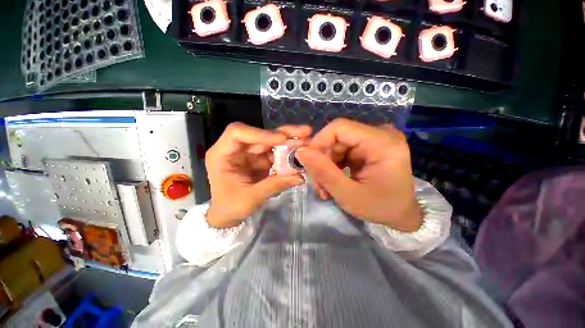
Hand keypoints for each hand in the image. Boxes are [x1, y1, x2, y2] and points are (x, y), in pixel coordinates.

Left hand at [205, 123, 311, 227]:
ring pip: (271, 142)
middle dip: (283, 133)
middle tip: (305, 131)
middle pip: (260, 135)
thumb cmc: (230, 207)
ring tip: (308, 139)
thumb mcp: (250, 198)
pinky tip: (301, 152)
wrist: (227, 214)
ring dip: (289, 141)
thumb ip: (274, 185)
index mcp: (222, 154)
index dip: (261, 134)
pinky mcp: (260, 159)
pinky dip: (288, 154)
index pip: (238, 133)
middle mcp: (236, 149)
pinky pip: (276, 153)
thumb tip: (300, 177)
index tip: (282, 140)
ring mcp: (249, 153)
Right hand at [295, 119, 421, 230]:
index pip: (339, 127)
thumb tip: (301, 151)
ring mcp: (375, 139)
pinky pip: (342, 150)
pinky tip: (332, 180)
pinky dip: (333, 165)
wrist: (401, 214)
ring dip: (326, 165)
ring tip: (324, 187)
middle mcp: (380, 134)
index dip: (318, 141)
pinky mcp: (369, 147)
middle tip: (317, 184)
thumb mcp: (348, 194)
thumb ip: (323, 172)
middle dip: (322, 159)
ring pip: (337, 144)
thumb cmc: (380, 207)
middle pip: (337, 137)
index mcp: (382, 142)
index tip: (307, 162)